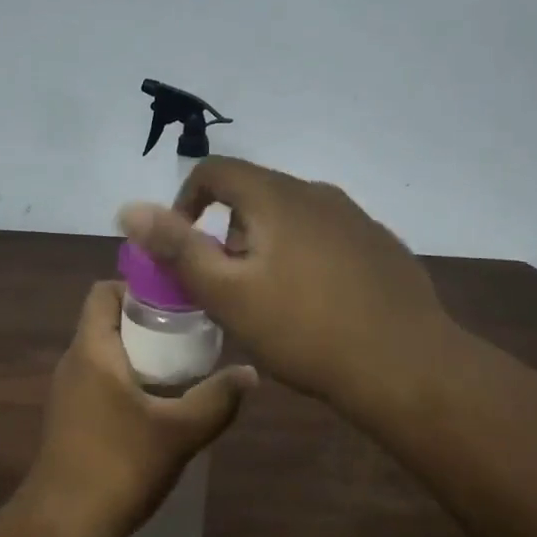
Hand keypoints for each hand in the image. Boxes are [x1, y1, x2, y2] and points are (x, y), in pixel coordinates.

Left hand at [26, 281, 256, 536]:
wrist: (64, 526)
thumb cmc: (119, 465)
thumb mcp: (179, 431)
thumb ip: (217, 398)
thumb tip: (250, 373)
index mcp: (91, 350)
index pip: (104, 292)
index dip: (138, 286)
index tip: (176, 300)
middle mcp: (73, 362)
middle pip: (108, 321)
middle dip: (148, 323)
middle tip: (191, 335)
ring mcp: (68, 393)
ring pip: (106, 354)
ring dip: (140, 355)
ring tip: (183, 368)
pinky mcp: (70, 420)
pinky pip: (101, 382)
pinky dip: (129, 381)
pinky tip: (160, 407)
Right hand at [118, 158, 454, 430]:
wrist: (406, 366)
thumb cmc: (305, 330)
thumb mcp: (228, 294)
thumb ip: (177, 248)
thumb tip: (129, 208)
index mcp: (277, 196)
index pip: (215, 171)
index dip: (186, 201)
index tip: (184, 247)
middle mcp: (318, 193)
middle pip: (253, 195)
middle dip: (228, 234)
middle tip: (227, 287)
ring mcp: (356, 218)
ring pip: (291, 218)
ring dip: (267, 247)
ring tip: (270, 301)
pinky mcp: (381, 245)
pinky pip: (326, 237)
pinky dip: (305, 257)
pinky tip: (317, 305)